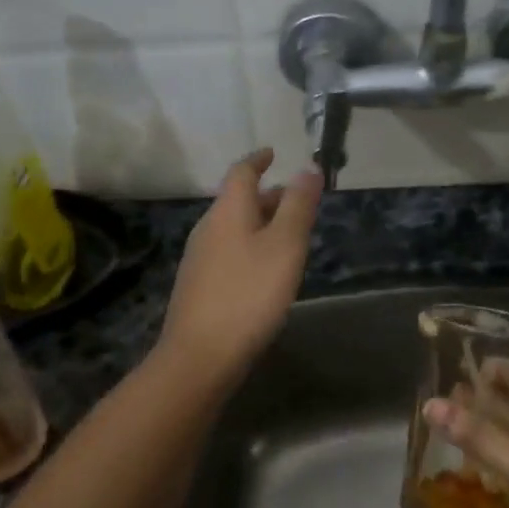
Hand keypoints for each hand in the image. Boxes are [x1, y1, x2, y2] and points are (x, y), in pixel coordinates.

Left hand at [159, 148, 321, 385]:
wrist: (201, 354)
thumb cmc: (249, 293)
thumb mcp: (285, 245)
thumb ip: (298, 205)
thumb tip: (309, 167)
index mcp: (227, 212)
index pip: (241, 172)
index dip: (258, 159)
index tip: (274, 153)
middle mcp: (208, 229)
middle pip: (237, 201)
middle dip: (266, 196)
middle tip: (296, 200)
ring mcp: (200, 259)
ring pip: (234, 228)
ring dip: (260, 223)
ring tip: (288, 235)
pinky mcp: (200, 286)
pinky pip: (229, 252)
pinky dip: (250, 247)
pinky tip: (266, 270)